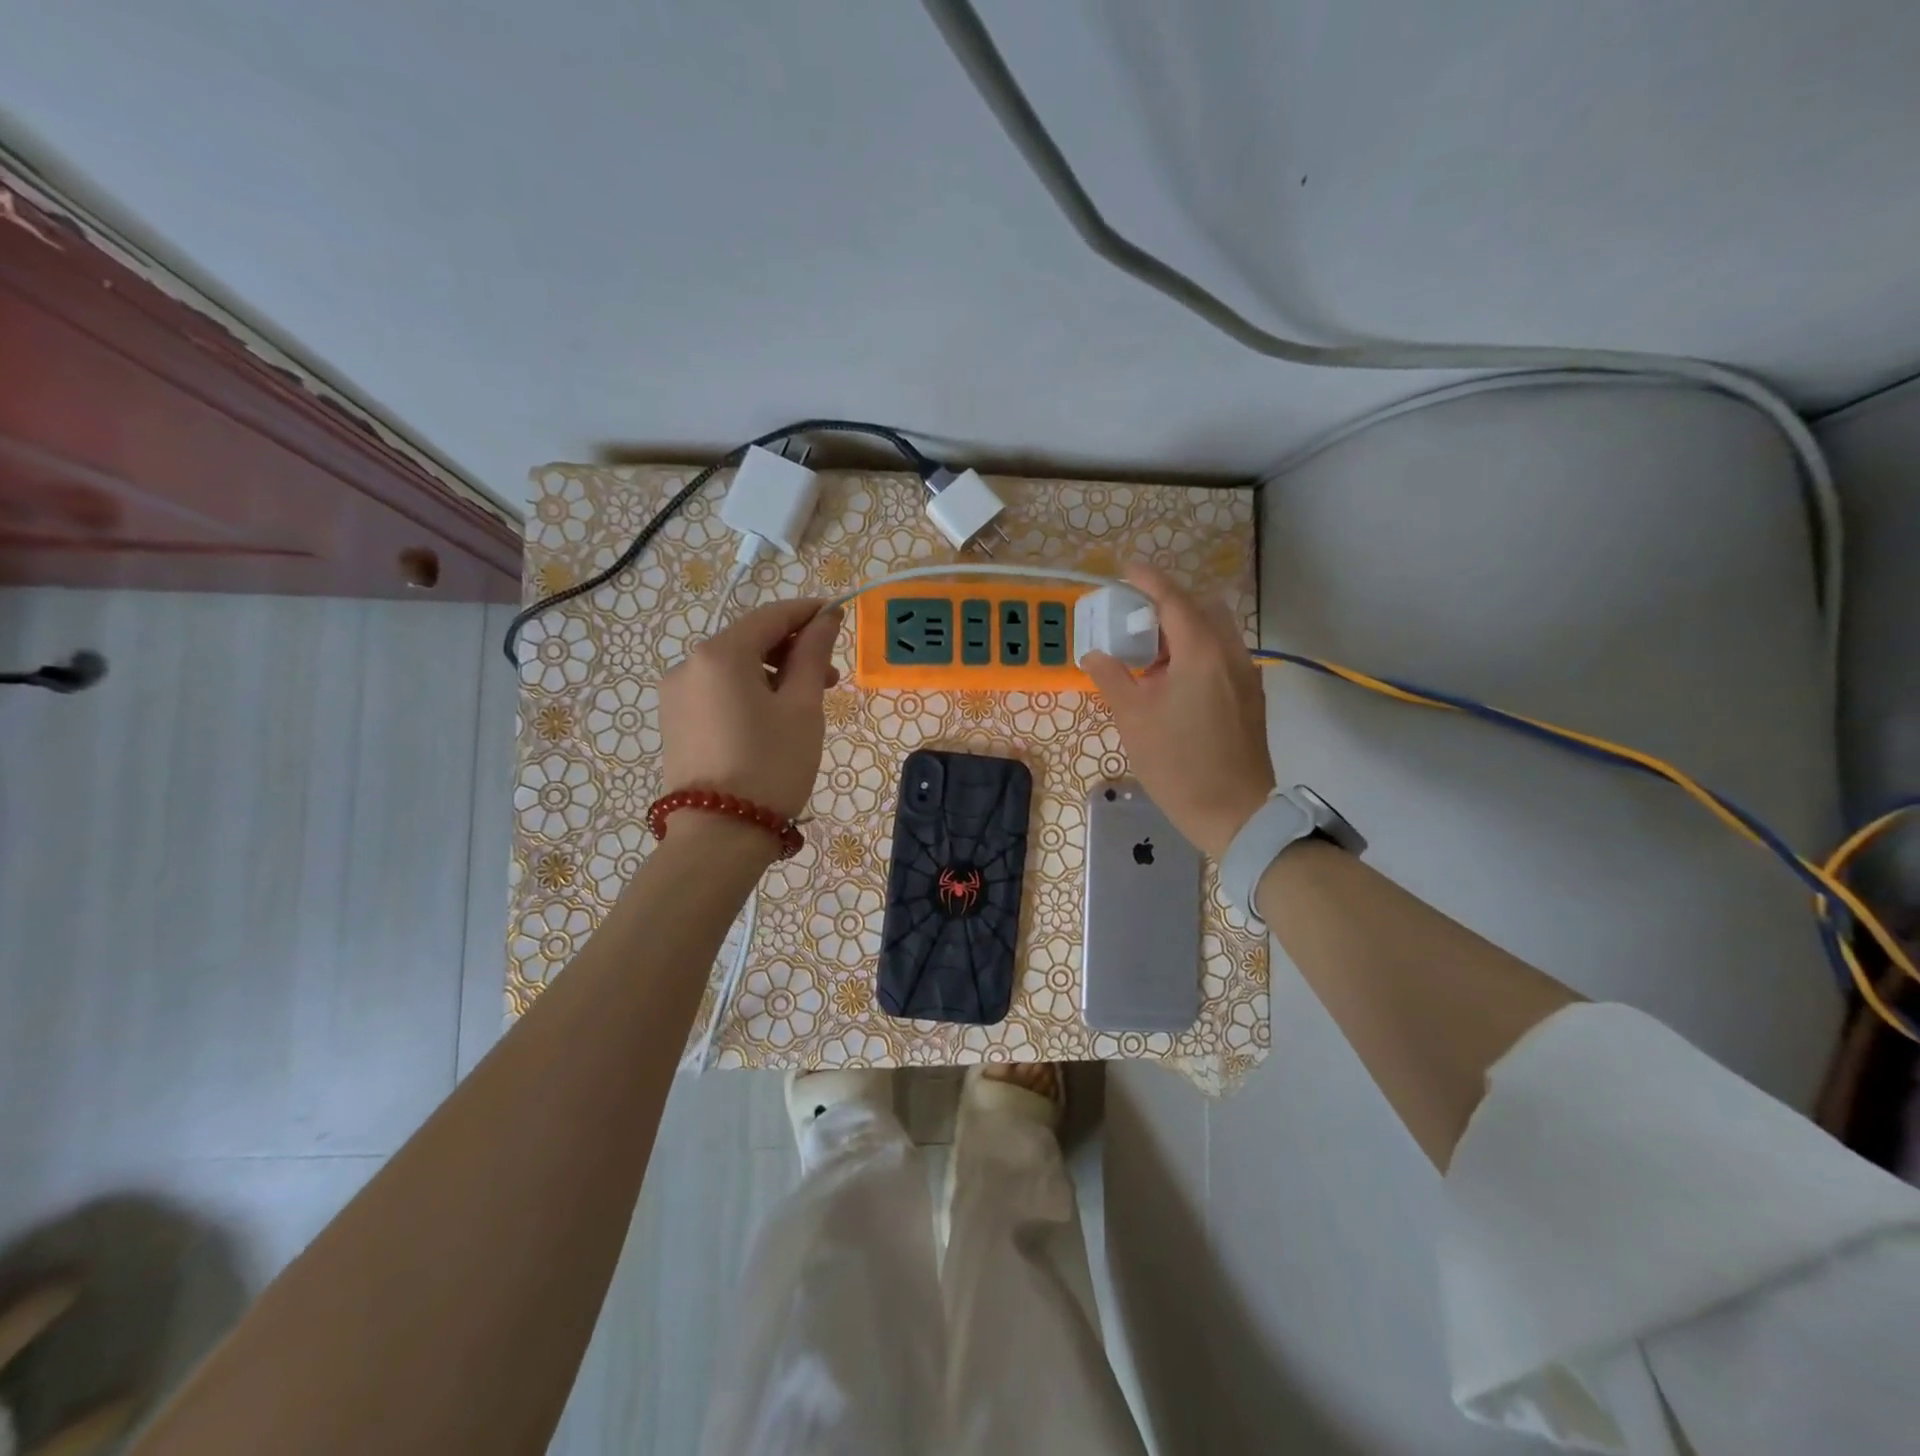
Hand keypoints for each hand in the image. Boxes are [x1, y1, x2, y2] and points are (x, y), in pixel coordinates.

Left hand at [659, 599, 843, 821]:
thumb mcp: (801, 707)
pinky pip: (718, 691)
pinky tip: (773, 718)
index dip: (807, 612)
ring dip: (772, 673)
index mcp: (719, 654)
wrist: (718, 836)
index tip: (838, 615)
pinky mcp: (675, 722)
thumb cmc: (771, 766)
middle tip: (831, 677)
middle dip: (792, 650)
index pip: (770, 616)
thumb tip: (825, 617)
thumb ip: (812, 655)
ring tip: (806, 703)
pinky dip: (749, 692)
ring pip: (734, 668)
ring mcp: (676, 695)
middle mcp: (688, 665)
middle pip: (749, 640)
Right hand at [1081, 565, 1274, 858]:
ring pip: (1216, 632)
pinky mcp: (1251, 697)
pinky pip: (1223, 656)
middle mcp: (1230, 653)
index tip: (1125, 568)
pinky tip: (1175, 683)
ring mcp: (1246, 675)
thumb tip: (1095, 654)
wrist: (1235, 813)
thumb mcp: (1134, 720)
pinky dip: (1198, 652)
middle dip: (1169, 605)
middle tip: (1136, 624)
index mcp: (1201, 652)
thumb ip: (1112, 678)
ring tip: (1152, 658)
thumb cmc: (1178, 764)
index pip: (1173, 600)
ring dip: (1184, 631)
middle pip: (1201, 609)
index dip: (1148, 580)